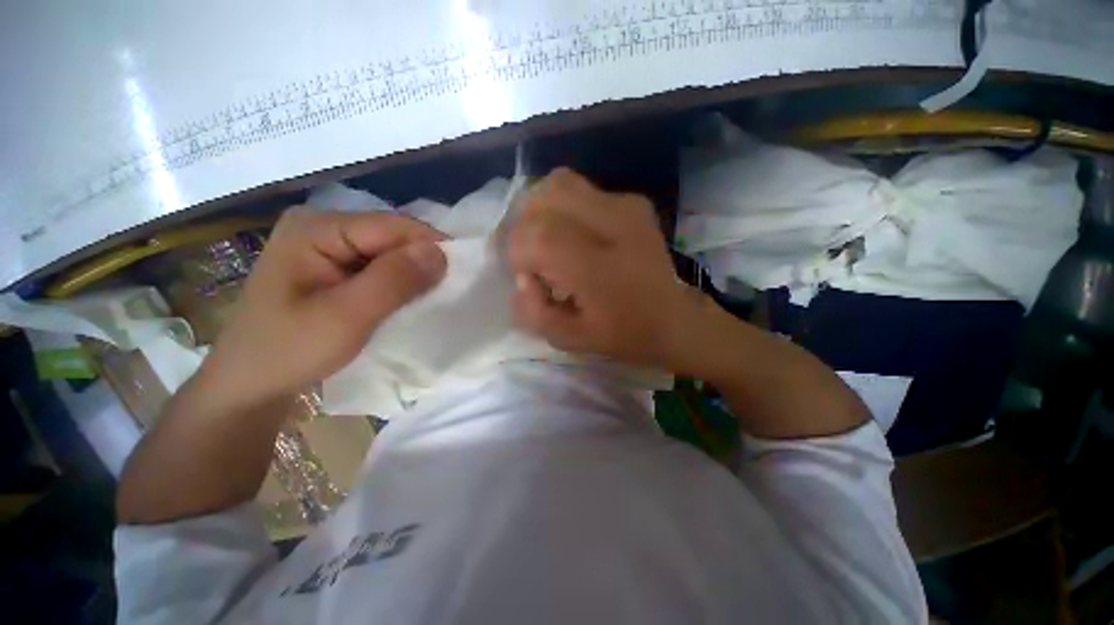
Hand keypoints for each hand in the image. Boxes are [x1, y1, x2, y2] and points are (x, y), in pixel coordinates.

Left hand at [202, 209, 446, 409]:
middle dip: (422, 262)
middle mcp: (322, 227)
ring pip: (389, 253)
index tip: (460, 275)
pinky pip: (379, 267)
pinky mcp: (333, 267)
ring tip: (431, 298)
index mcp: (317, 228)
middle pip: (392, 236)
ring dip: (413, 274)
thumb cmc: (290, 350)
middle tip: (445, 292)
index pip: (393, 226)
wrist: (251, 384)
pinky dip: (399, 283)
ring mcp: (327, 247)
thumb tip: (441, 251)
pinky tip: (408, 299)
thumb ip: (395, 280)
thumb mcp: (348, 316)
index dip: (430, 247)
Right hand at [509, 168, 701, 368]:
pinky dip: (566, 208)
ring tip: (549, 240)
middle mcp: (613, 225)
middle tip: (535, 257)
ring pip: (560, 183)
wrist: (674, 318)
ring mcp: (626, 207)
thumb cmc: (623, 334)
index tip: (529, 276)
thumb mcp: (569, 338)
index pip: (538, 235)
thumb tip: (522, 277)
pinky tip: (577, 235)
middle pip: (544, 199)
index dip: (519, 253)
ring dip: (543, 211)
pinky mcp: (634, 201)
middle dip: (526, 229)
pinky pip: (582, 190)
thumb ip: (533, 310)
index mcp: (599, 268)